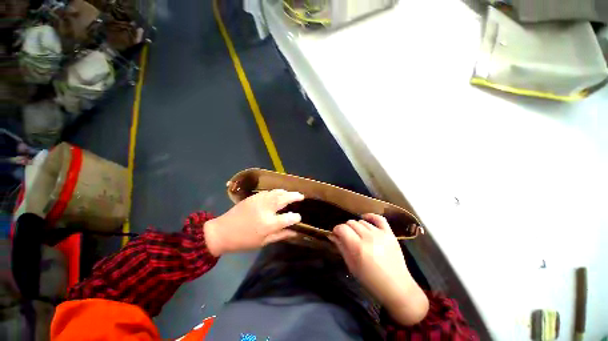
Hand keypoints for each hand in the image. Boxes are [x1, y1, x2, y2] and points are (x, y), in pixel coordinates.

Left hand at [204, 189, 303, 255]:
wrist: (222, 231)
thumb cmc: (243, 240)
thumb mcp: (263, 242)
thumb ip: (280, 235)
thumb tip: (294, 232)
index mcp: (268, 224)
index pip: (288, 218)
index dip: (295, 217)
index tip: (298, 217)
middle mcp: (265, 209)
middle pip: (284, 199)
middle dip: (294, 196)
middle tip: (301, 196)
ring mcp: (259, 200)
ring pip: (277, 192)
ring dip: (286, 192)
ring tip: (292, 193)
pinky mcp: (253, 197)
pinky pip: (269, 192)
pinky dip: (277, 191)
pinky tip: (279, 193)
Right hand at [329, 214, 428, 324]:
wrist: (396, 287)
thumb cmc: (370, 280)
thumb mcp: (351, 266)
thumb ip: (341, 247)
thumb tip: (332, 235)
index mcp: (358, 247)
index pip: (342, 228)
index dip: (336, 230)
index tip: (336, 235)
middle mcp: (368, 237)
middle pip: (351, 223)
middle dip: (346, 229)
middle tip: (348, 237)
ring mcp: (380, 234)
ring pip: (362, 221)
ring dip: (357, 227)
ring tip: (359, 235)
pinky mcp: (390, 234)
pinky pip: (379, 218)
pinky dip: (371, 216)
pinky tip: (366, 219)